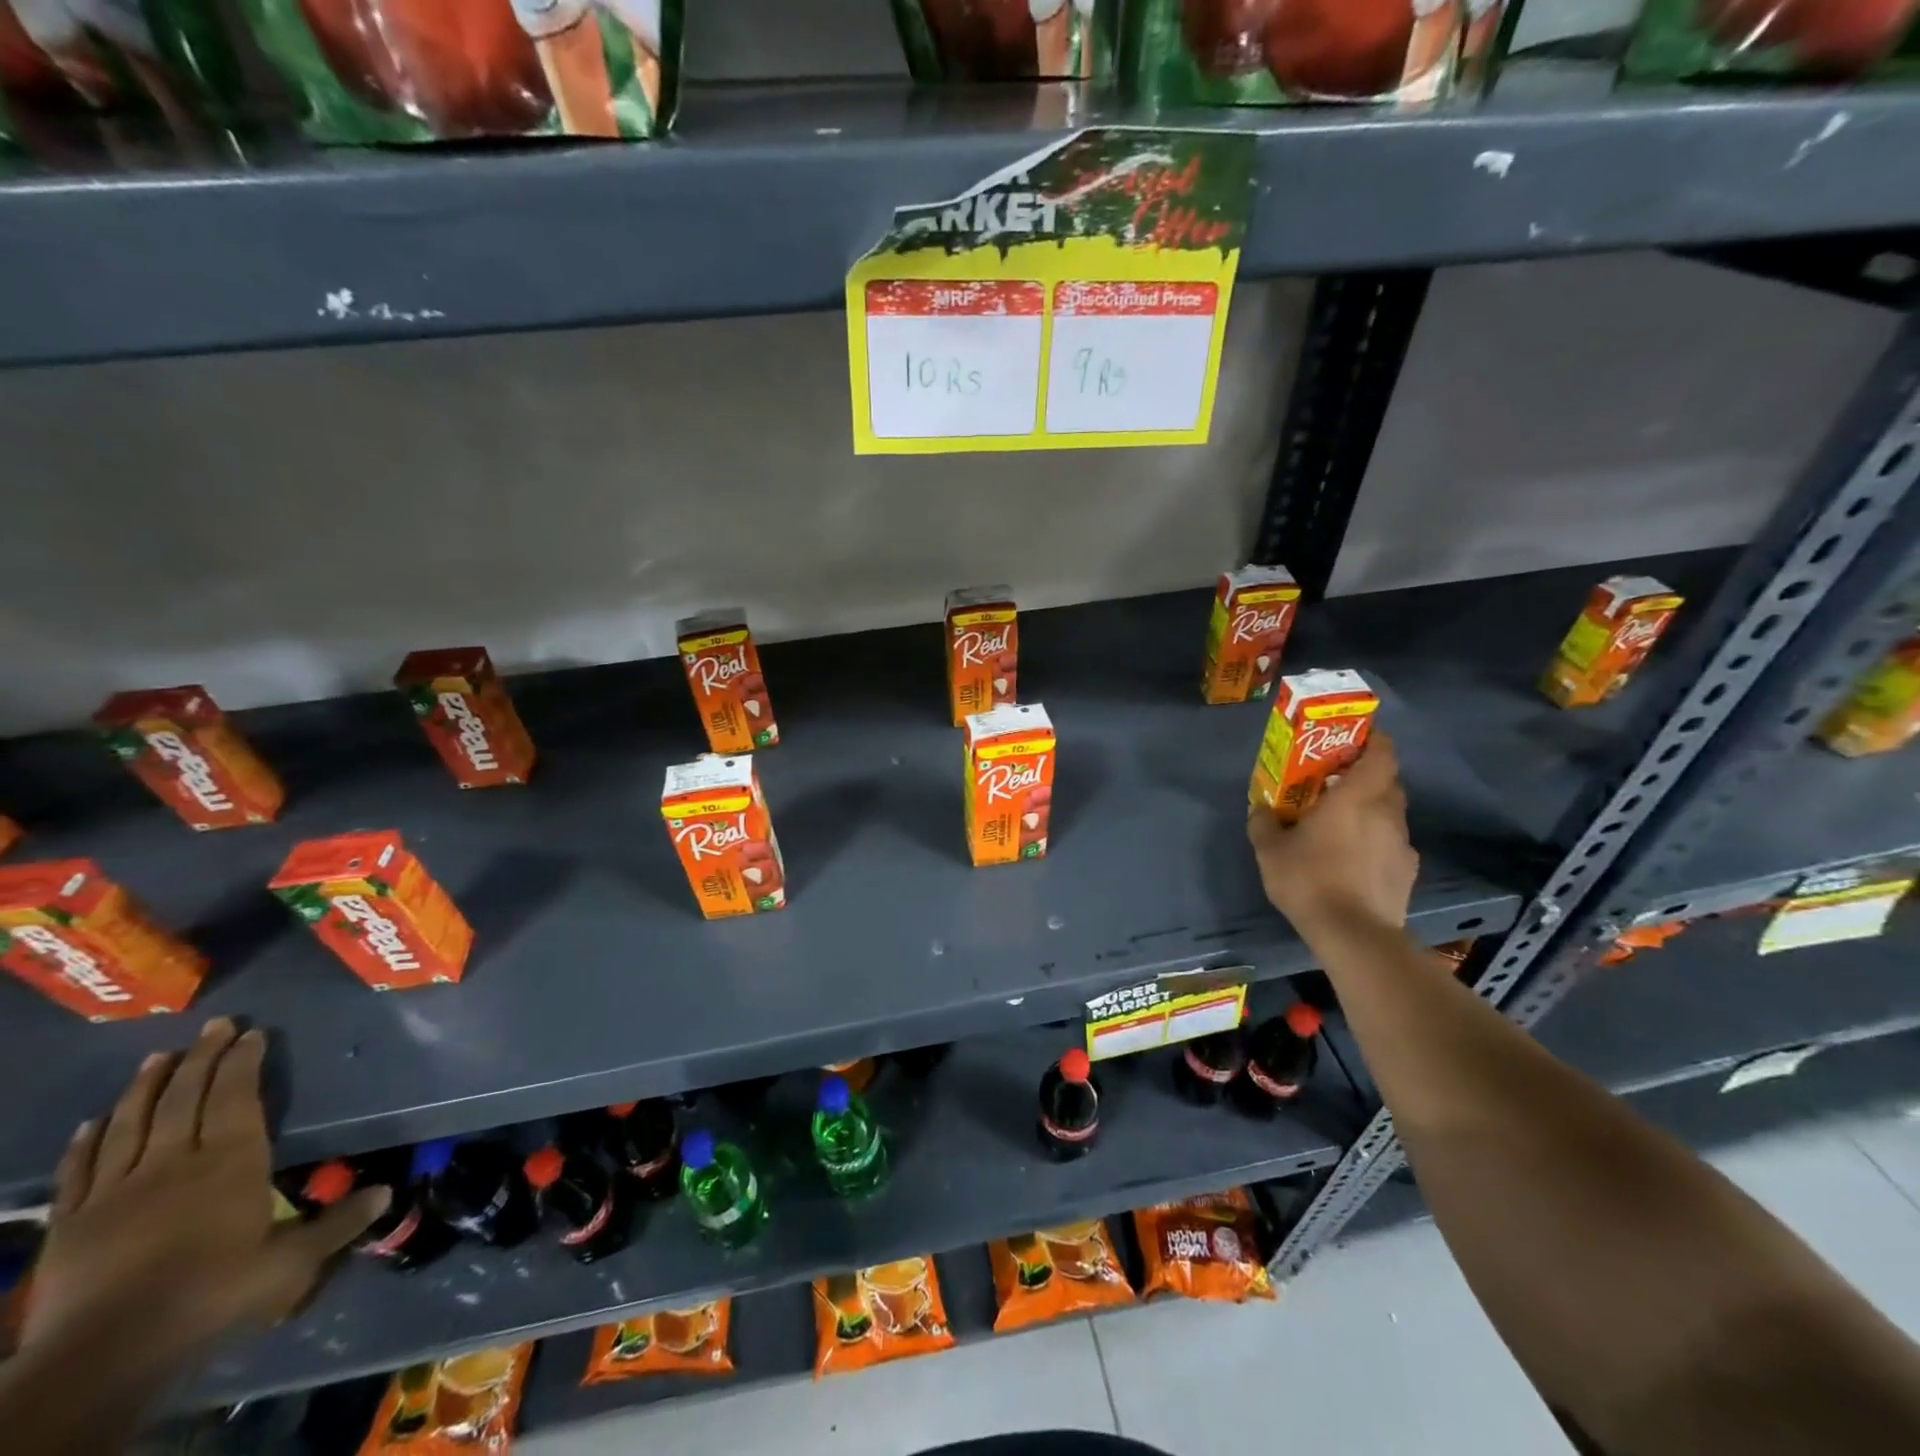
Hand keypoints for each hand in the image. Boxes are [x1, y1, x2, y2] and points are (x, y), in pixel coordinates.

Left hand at [22, 1018, 388, 1373]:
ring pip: (131, 1123)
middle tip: (214, 1025)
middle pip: (185, 1098)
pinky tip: (92, 1122)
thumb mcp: (291, 1263)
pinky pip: (80, 1170)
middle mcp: (174, 1162)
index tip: (252, 1032)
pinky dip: (87, 1141)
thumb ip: (338, 1223)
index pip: (236, 1096)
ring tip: (158, 1056)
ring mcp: (116, 1190)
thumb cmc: (212, 1293)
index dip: (243, 1061)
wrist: (104, 1354)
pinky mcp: (71, 1222)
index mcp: (230, 1161)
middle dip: (201, 1057)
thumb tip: (388, 1192)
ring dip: (145, 1087)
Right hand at [1247, 732, 1418, 938]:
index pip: (1383, 753)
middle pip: (1388, 781)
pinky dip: (1377, 841)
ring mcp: (1402, 843)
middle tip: (1338, 782)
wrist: (1355, 934)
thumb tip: (1261, 808)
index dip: (1374, 741)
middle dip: (1367, 775)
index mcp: (1357, 797)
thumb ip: (1264, 822)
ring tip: (1344, 823)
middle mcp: (1387, 813)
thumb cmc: (1310, 880)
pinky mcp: (1408, 871)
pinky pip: (1392, 843)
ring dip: (1372, 810)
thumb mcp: (1269, 850)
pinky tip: (1356, 859)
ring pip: (1391, 812)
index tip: (1355, 739)